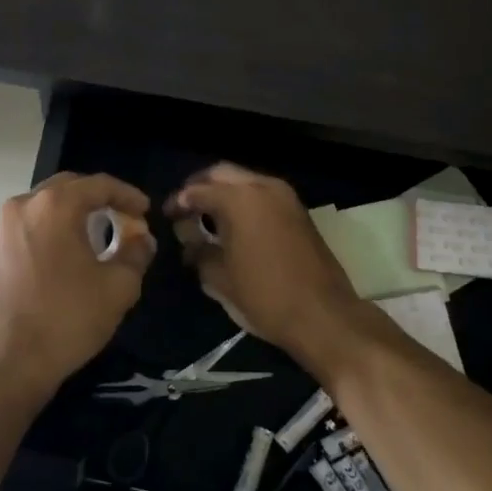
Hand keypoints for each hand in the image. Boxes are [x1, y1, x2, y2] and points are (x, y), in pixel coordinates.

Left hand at [0, 172, 155, 404]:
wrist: (11, 361)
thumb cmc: (68, 318)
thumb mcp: (118, 287)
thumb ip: (136, 253)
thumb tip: (141, 239)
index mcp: (55, 205)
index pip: (98, 184)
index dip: (127, 194)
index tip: (145, 210)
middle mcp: (25, 205)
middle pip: (70, 186)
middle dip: (100, 197)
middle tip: (125, 217)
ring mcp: (4, 226)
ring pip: (47, 203)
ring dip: (75, 211)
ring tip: (100, 231)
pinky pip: (32, 223)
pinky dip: (54, 226)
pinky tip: (70, 249)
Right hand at [166, 163, 360, 372]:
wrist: (324, 316)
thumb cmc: (265, 296)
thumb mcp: (220, 278)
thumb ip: (198, 251)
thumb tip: (189, 240)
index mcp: (239, 199)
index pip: (197, 190)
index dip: (178, 201)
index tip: (167, 216)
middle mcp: (263, 187)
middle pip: (221, 173)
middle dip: (200, 186)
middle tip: (185, 208)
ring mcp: (285, 197)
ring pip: (244, 180)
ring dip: (224, 192)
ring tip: (206, 216)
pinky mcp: (298, 211)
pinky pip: (262, 193)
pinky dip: (244, 200)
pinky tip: (233, 223)